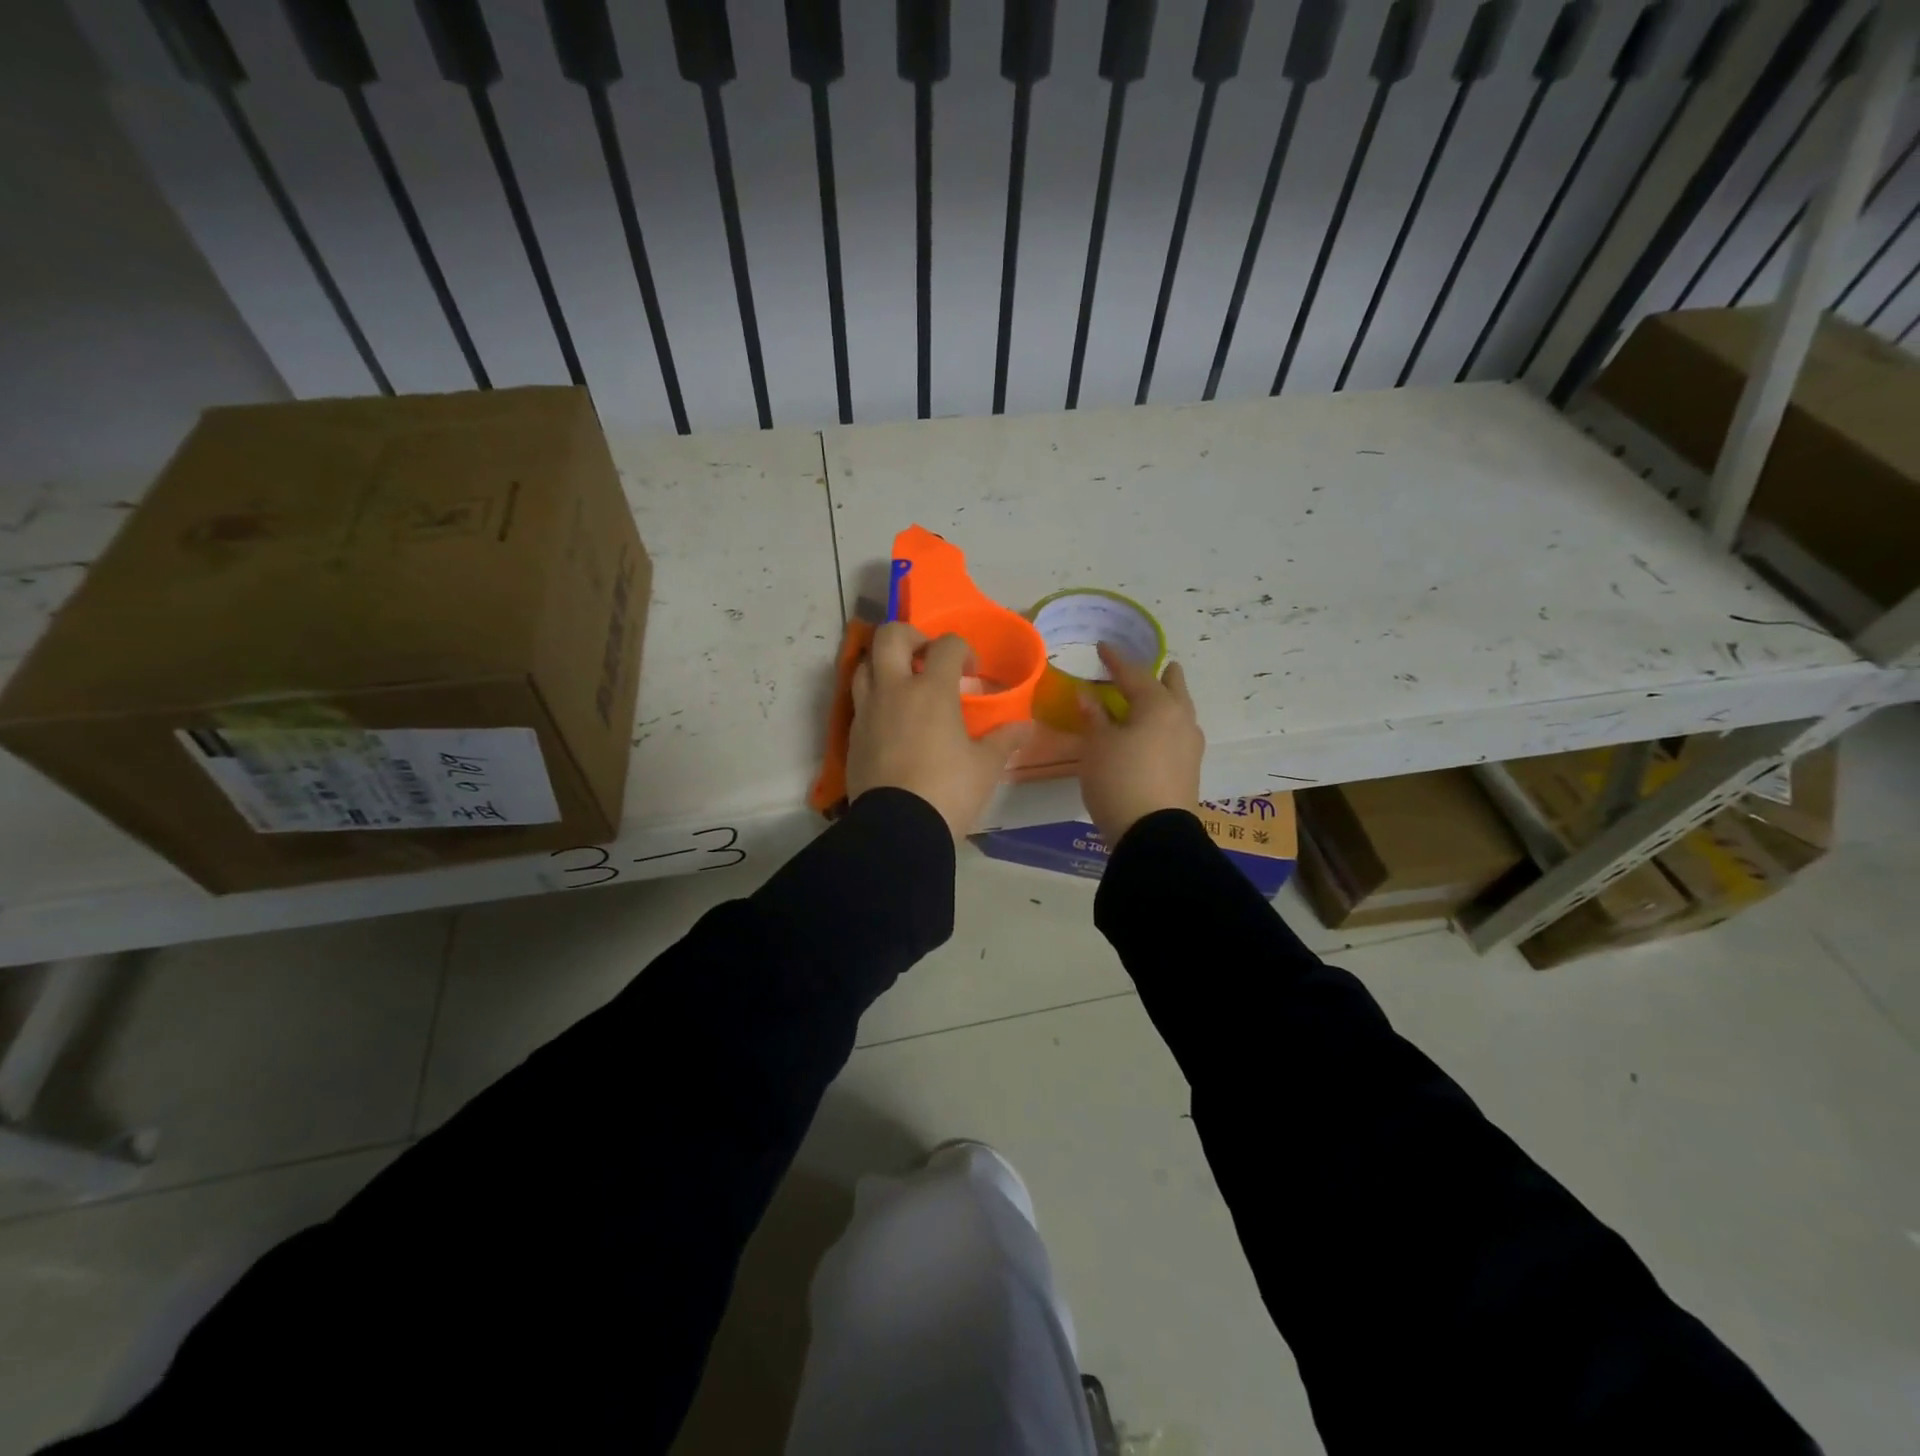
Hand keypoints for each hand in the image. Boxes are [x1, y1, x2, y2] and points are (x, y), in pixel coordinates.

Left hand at [847, 623, 1032, 838]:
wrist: (898, 829)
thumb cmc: (948, 791)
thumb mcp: (985, 767)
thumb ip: (1005, 740)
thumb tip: (1027, 727)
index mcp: (931, 690)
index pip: (946, 645)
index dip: (963, 650)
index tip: (972, 672)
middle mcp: (893, 690)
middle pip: (890, 636)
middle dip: (911, 636)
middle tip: (927, 657)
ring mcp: (867, 711)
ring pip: (864, 664)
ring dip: (884, 664)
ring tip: (903, 684)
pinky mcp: (853, 735)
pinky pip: (859, 700)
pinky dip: (874, 697)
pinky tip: (892, 719)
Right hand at [1078, 643, 1204, 845]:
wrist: (1153, 834)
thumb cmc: (1120, 779)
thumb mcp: (1097, 746)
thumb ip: (1094, 717)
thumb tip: (1087, 696)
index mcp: (1159, 706)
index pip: (1134, 674)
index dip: (1116, 660)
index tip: (1103, 647)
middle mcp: (1181, 719)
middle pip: (1173, 687)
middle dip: (1162, 675)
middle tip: (1153, 667)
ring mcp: (1191, 745)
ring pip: (1180, 711)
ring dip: (1166, 701)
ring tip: (1151, 700)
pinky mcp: (1190, 769)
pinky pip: (1178, 733)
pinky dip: (1165, 724)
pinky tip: (1153, 733)